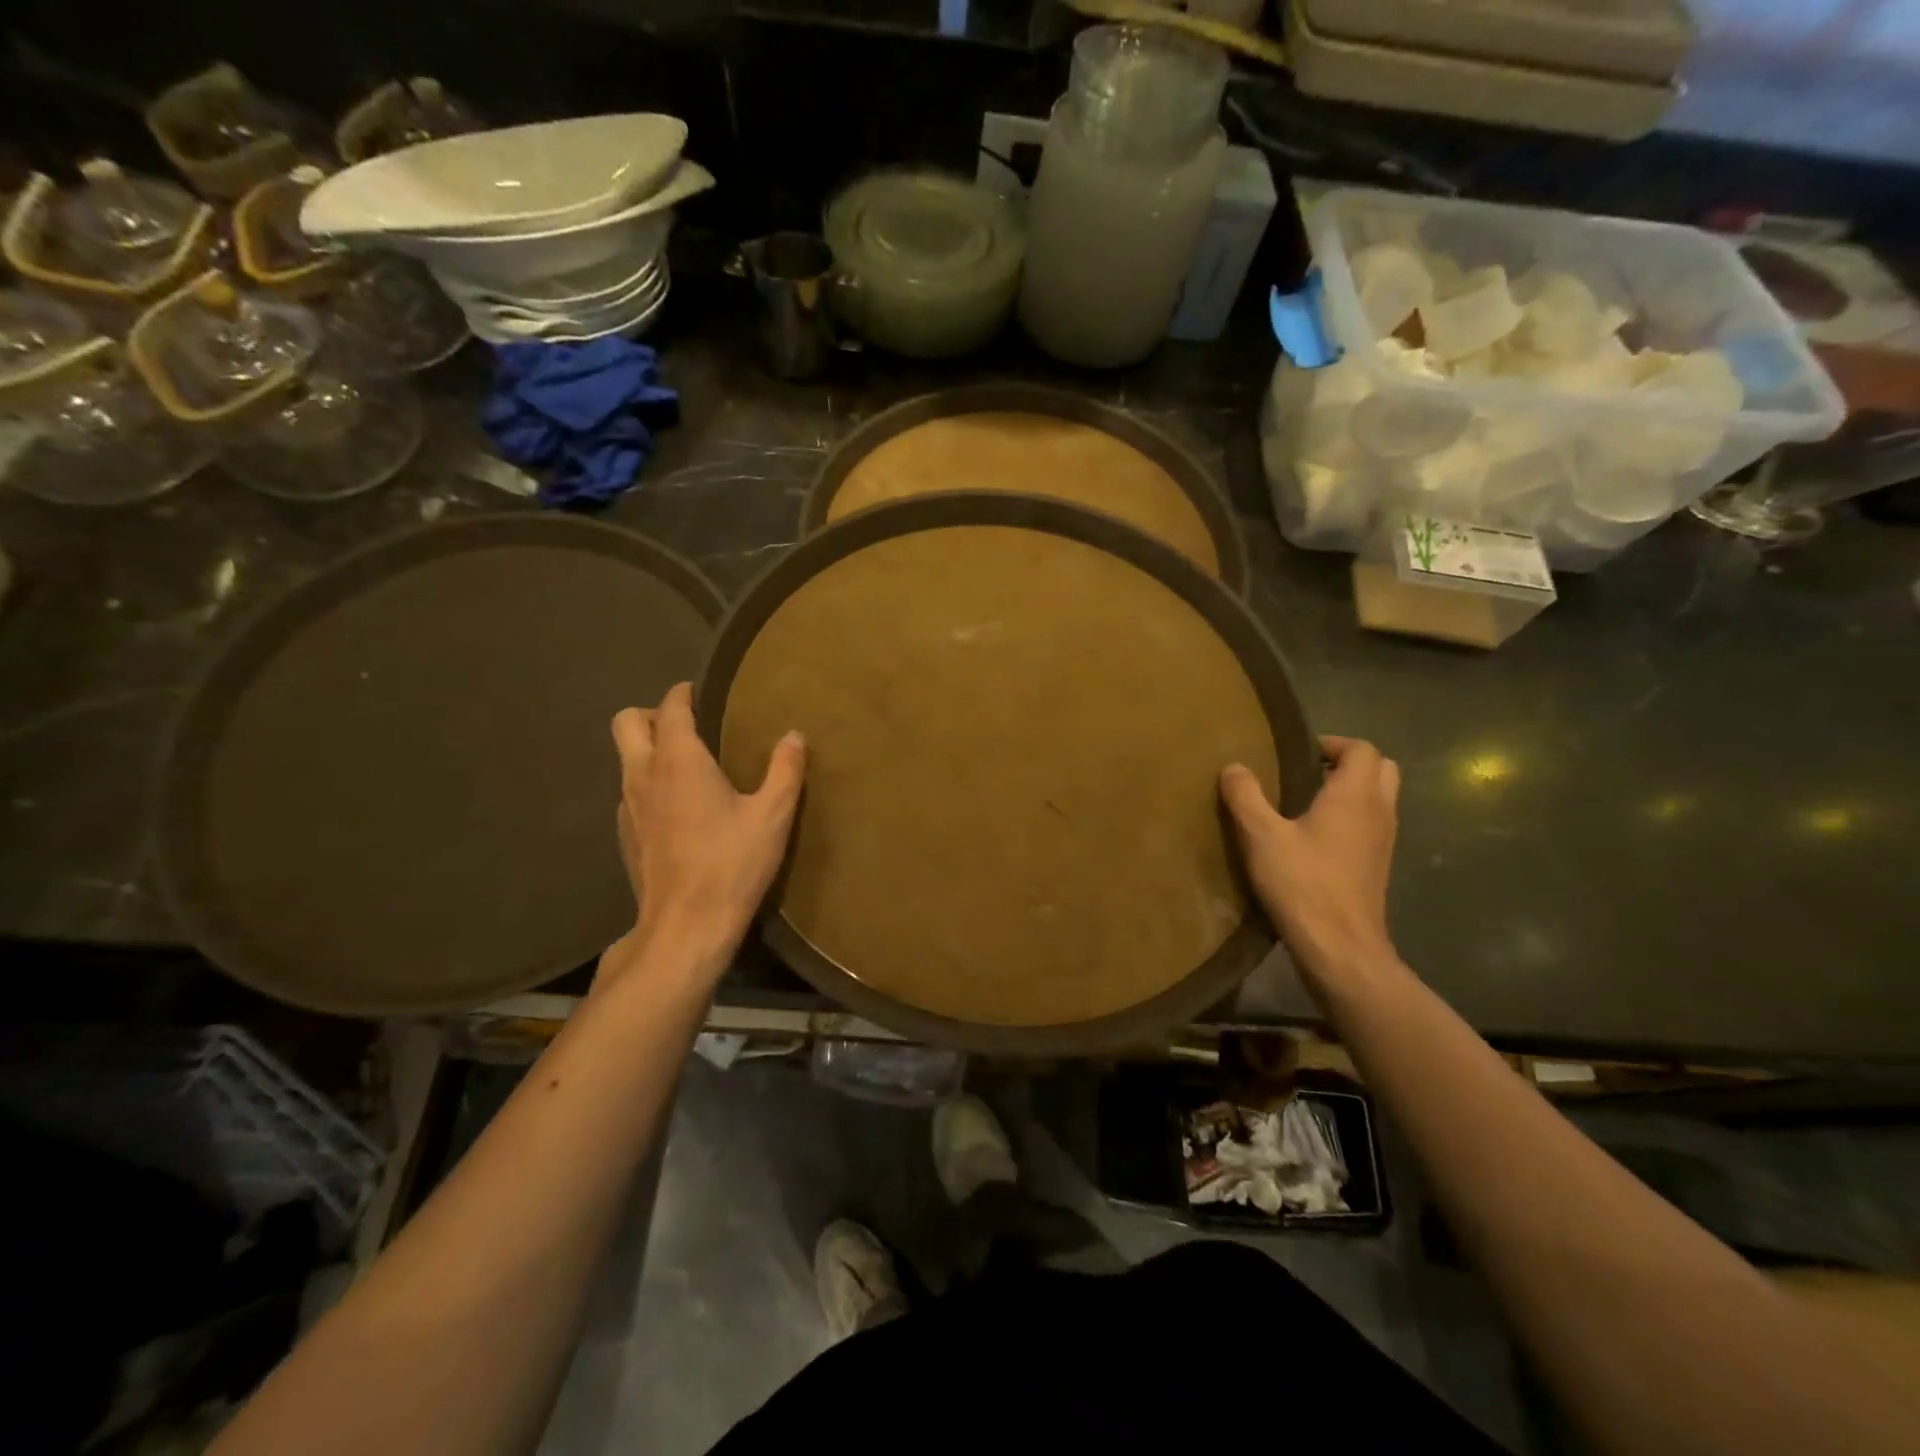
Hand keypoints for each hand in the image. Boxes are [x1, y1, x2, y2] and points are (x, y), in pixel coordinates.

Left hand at [608, 683, 805, 979]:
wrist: (686, 925)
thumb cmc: (732, 863)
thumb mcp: (772, 815)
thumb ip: (785, 770)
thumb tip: (793, 736)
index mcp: (679, 760)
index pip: (670, 707)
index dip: (684, 693)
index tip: (703, 693)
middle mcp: (643, 774)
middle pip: (627, 722)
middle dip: (653, 715)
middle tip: (690, 728)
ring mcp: (627, 806)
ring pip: (625, 758)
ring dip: (650, 750)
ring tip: (689, 767)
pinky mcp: (625, 835)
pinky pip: (630, 792)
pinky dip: (648, 785)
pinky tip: (679, 810)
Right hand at [1221, 735, 1400, 994]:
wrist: (1340, 947)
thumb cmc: (1302, 883)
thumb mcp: (1261, 836)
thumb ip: (1245, 796)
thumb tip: (1233, 766)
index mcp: (1355, 795)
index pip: (1362, 749)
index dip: (1332, 744)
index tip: (1296, 754)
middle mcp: (1379, 811)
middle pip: (1380, 769)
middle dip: (1347, 763)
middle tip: (1306, 773)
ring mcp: (1384, 841)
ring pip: (1379, 798)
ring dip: (1351, 792)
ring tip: (1305, 803)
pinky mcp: (1378, 867)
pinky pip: (1372, 825)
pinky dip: (1351, 819)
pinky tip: (1314, 839)